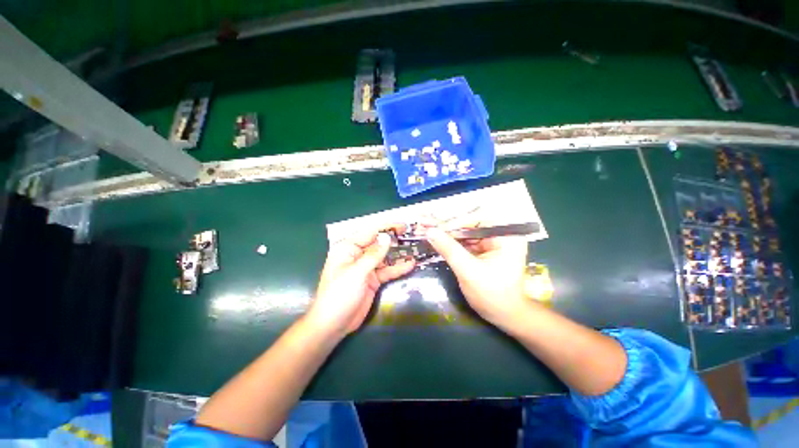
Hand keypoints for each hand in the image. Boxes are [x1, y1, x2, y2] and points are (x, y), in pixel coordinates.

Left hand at [307, 224, 414, 336]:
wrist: (333, 324)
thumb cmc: (339, 295)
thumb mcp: (357, 273)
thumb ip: (373, 255)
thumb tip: (387, 237)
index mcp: (348, 248)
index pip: (369, 232)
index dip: (386, 227)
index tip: (402, 225)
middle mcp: (357, 255)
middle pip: (378, 243)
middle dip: (394, 239)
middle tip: (411, 235)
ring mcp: (366, 267)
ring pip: (384, 257)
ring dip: (398, 254)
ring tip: (414, 248)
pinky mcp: (372, 279)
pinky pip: (387, 270)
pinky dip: (397, 268)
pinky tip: (410, 264)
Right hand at [425, 226, 528, 327]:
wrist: (505, 317)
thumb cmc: (492, 296)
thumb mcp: (469, 271)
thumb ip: (449, 249)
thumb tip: (430, 231)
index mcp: (506, 236)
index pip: (477, 220)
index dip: (454, 223)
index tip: (434, 228)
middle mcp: (500, 235)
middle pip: (469, 225)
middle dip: (446, 227)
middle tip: (425, 224)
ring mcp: (491, 242)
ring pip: (464, 233)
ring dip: (446, 233)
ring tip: (426, 229)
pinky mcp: (483, 250)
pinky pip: (464, 242)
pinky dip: (450, 241)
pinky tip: (436, 238)